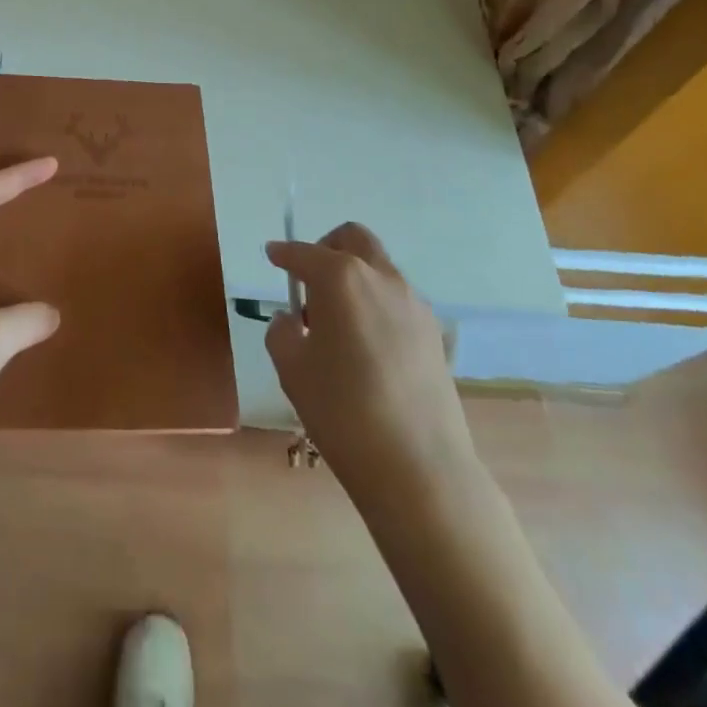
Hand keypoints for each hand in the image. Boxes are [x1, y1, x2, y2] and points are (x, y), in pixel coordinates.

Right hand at [265, 223, 473, 488]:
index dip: (284, 254)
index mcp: (341, 277)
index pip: (303, 253)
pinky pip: (397, 300)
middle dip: (327, 248)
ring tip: (337, 323)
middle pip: (353, 239)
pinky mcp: (434, 333)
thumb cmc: (342, 411)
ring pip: (378, 268)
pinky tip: (366, 346)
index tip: (272, 256)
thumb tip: (293, 320)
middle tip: (309, 281)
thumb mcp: (291, 368)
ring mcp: (414, 304)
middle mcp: (381, 277)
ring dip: (354, 278)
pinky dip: (375, 304)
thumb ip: (282, 331)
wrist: (419, 468)